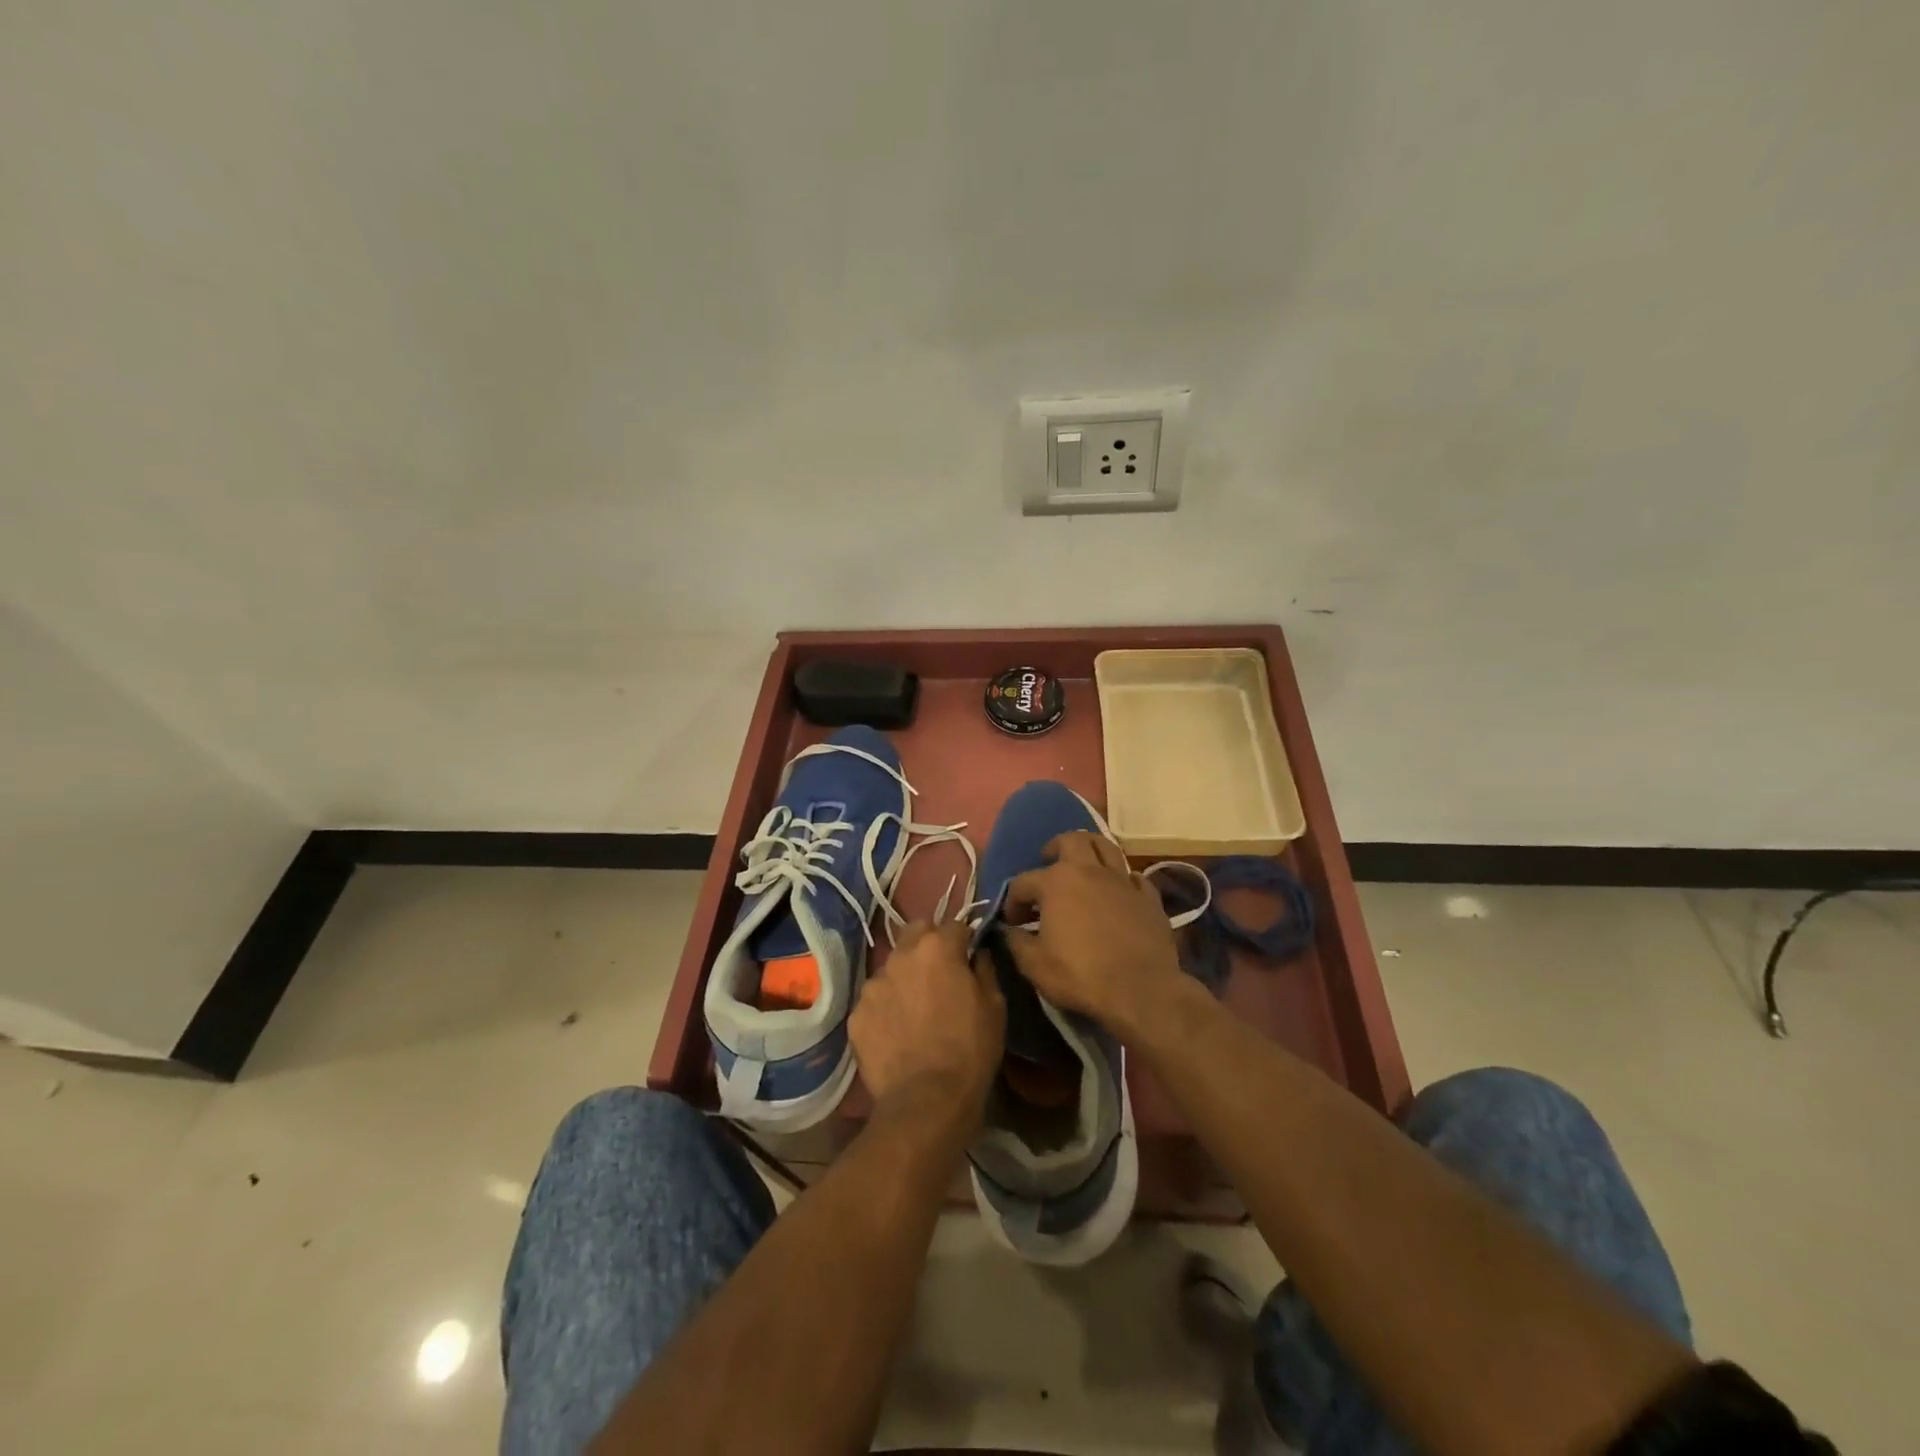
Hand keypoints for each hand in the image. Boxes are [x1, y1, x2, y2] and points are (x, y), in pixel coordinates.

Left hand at [850, 920, 1004, 1133]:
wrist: (926, 1101)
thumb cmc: (970, 1050)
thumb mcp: (995, 1006)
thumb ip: (985, 968)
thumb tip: (978, 953)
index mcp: (937, 947)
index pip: (955, 924)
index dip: (965, 939)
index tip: (970, 956)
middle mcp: (901, 955)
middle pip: (916, 933)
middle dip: (929, 944)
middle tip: (940, 974)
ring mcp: (873, 984)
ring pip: (892, 966)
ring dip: (905, 977)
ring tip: (915, 1009)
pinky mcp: (856, 1014)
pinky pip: (875, 1000)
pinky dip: (886, 1007)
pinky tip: (897, 1032)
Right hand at [1001, 831, 1186, 1033]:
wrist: (1141, 991)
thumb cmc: (1081, 976)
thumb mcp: (1034, 965)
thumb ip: (1016, 942)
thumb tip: (1008, 930)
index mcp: (1056, 882)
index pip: (1023, 881)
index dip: (1013, 901)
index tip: (1012, 921)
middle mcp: (1089, 871)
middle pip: (1071, 840)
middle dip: (1055, 848)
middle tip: (1048, 863)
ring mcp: (1122, 881)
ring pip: (1106, 847)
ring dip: (1090, 850)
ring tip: (1083, 865)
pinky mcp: (1149, 897)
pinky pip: (1133, 876)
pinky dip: (1122, 879)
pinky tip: (1118, 892)